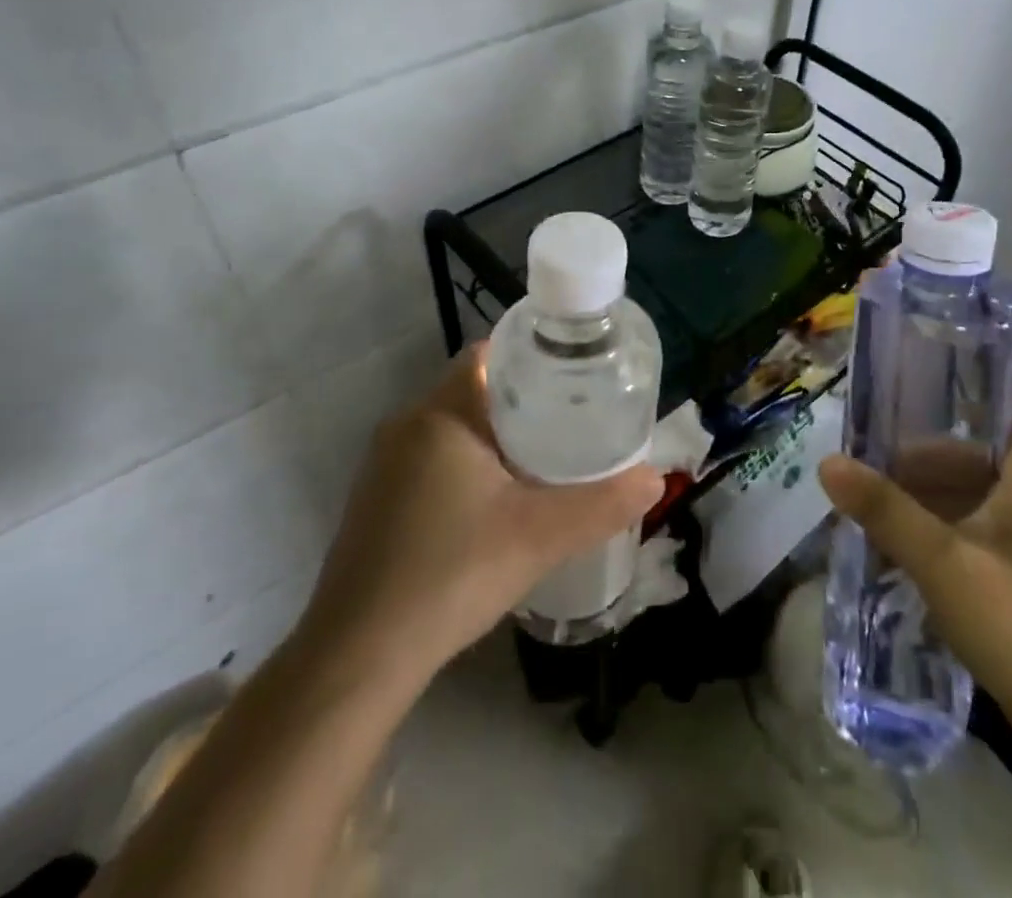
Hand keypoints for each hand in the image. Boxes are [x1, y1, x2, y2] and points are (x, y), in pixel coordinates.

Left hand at [300, 343, 663, 682]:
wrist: (357, 657)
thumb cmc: (451, 574)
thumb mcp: (539, 536)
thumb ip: (602, 503)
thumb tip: (655, 478)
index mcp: (441, 413)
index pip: (489, 354)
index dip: (532, 357)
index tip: (572, 378)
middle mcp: (406, 424)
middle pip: (474, 390)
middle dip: (523, 401)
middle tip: (572, 422)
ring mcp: (383, 464)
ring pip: (452, 427)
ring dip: (494, 436)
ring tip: (544, 460)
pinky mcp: (374, 500)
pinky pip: (430, 459)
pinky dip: (465, 465)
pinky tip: (494, 504)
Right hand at [819, 386, 1011, 752]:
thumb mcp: (942, 565)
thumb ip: (884, 510)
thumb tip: (829, 463)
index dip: (991, 380)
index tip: (932, 384)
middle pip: (997, 445)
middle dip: (938, 451)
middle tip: (883, 460)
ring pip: (996, 487)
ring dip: (944, 491)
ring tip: (889, 507)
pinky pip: (1003, 523)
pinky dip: (962, 522)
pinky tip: (922, 551)